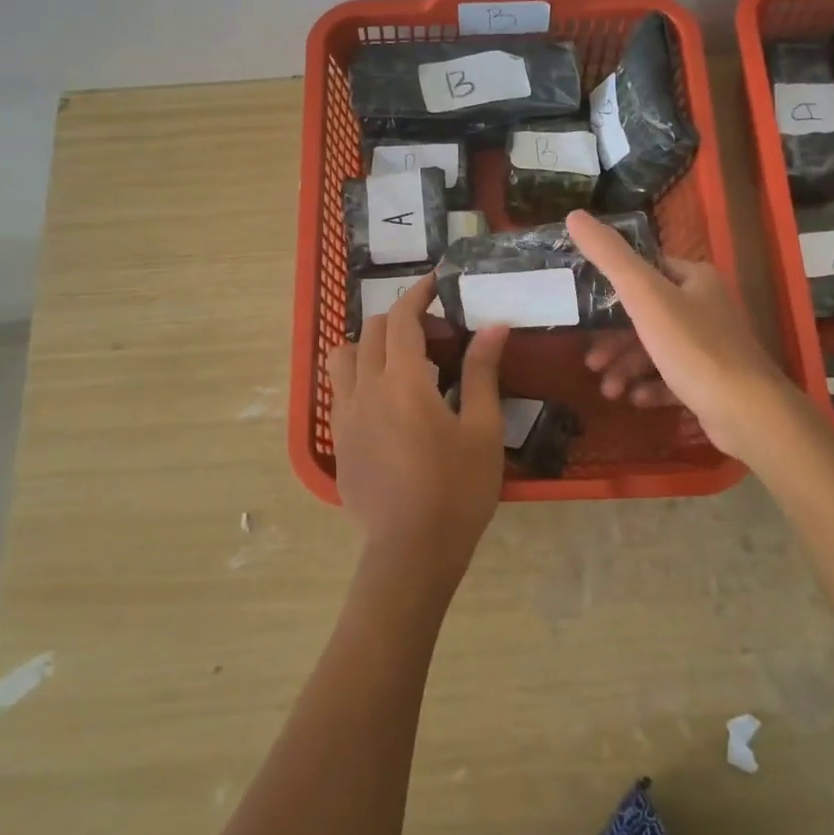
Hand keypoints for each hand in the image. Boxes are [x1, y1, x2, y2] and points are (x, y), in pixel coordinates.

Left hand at [327, 274, 511, 584]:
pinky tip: (388, 403)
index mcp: (403, 381)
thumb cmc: (457, 490)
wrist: (412, 551)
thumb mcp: (482, 430)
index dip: (418, 294)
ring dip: (371, 345)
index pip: (402, 319)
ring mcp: (345, 415)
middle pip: (373, 331)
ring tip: (402, 364)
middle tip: (436, 336)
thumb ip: (483, 372)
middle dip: (402, 320)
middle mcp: (365, 388)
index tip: (435, 283)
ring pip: (345, 357)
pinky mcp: (338, 440)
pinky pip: (340, 390)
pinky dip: (360, 376)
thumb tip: (494, 326)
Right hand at [567, 210, 805, 463]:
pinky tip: (635, 401)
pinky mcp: (713, 381)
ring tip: (609, 391)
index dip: (612, 289)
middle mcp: (706, 306)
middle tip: (591, 362)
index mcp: (695, 278)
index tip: (584, 311)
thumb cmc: (693, 347)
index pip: (646, 270)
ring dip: (627, 368)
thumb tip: (574, 215)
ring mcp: (712, 346)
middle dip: (614, 341)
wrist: (747, 412)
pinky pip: (672, 378)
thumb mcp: (645, 296)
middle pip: (647, 316)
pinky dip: (650, 387)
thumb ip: (610, 257)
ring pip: (656, 350)